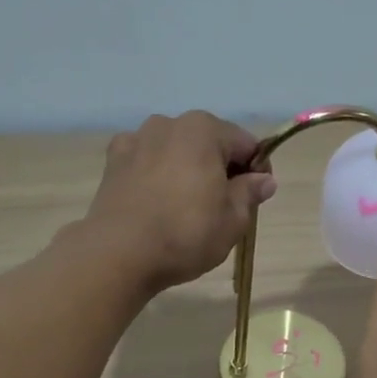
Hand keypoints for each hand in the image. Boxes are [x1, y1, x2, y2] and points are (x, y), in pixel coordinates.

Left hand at [81, 111, 276, 292]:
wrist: (119, 253)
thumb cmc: (186, 234)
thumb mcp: (233, 220)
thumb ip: (250, 193)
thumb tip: (264, 180)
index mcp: (204, 129)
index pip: (246, 144)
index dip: (256, 171)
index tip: (256, 198)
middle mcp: (168, 123)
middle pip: (209, 143)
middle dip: (220, 168)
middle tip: (223, 207)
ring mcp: (136, 139)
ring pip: (176, 150)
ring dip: (187, 169)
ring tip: (186, 206)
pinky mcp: (112, 161)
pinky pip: (146, 161)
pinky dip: (156, 174)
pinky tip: (156, 201)